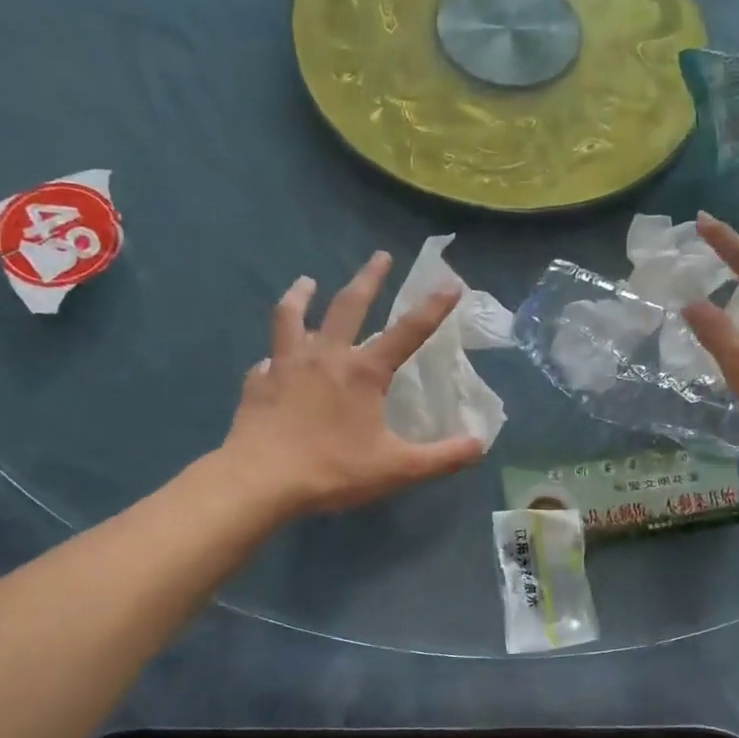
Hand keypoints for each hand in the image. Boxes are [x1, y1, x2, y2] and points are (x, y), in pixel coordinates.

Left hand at [217, 252, 484, 516]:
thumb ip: (443, 457)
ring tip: (306, 281)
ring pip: (292, 317)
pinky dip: (275, 355)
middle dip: (369, 279)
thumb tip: (480, 445)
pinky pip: (267, 360)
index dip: (433, 308)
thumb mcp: (398, 469)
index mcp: (364, 372)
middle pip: (348, 305)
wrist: (260, 481)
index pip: (408, 332)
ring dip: (301, 295)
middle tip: (380, 256)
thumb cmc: (333, 470)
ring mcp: (287, 366)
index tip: (450, 283)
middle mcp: (326, 356)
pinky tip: (273, 359)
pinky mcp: (258, 384)